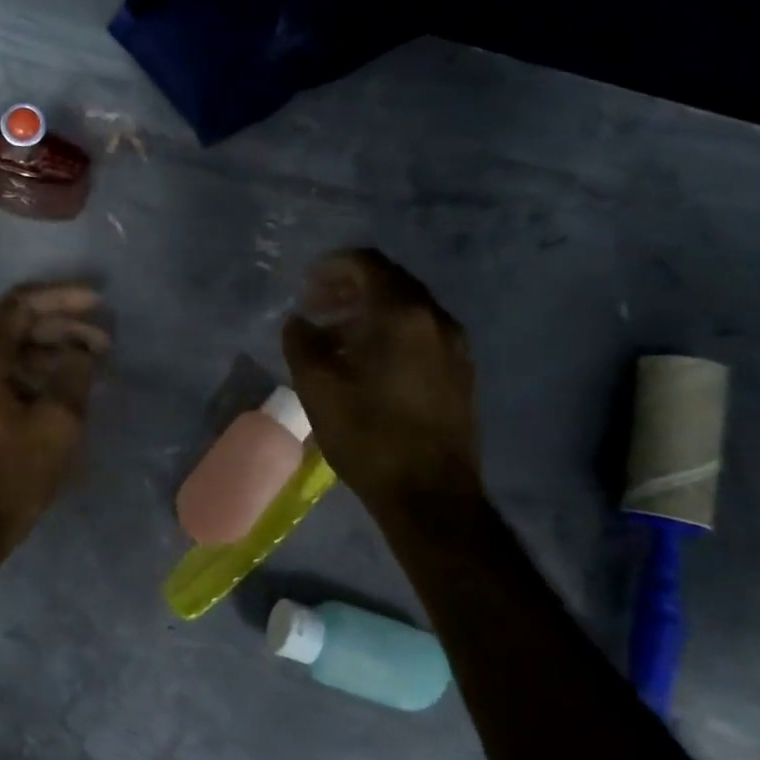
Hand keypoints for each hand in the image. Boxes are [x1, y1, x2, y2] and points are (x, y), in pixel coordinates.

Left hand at [0, 283, 109, 552]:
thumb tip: (81, 350)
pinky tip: (65, 387)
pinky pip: (1, 374)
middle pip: (15, 325)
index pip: (21, 304)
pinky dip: (34, 373)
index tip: (100, 301)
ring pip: (10, 351)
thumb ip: (74, 373)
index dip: (63, 297)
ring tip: (93, 364)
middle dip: (63, 327)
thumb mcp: (57, 423)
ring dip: (51, 351)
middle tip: (105, 341)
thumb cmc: (11, 475)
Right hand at [282, 249, 480, 516]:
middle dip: (348, 287)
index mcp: (402, 315)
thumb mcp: (317, 387)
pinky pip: (421, 332)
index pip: (368, 265)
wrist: (430, 495)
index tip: (305, 285)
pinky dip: (389, 331)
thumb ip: (301, 343)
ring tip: (333, 337)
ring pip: (407, 308)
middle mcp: (436, 320)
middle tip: (315, 307)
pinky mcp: (460, 372)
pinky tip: (366, 362)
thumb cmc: (368, 435)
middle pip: (390, 282)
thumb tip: (299, 321)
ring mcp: (454, 346)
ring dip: (368, 311)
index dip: (332, 267)